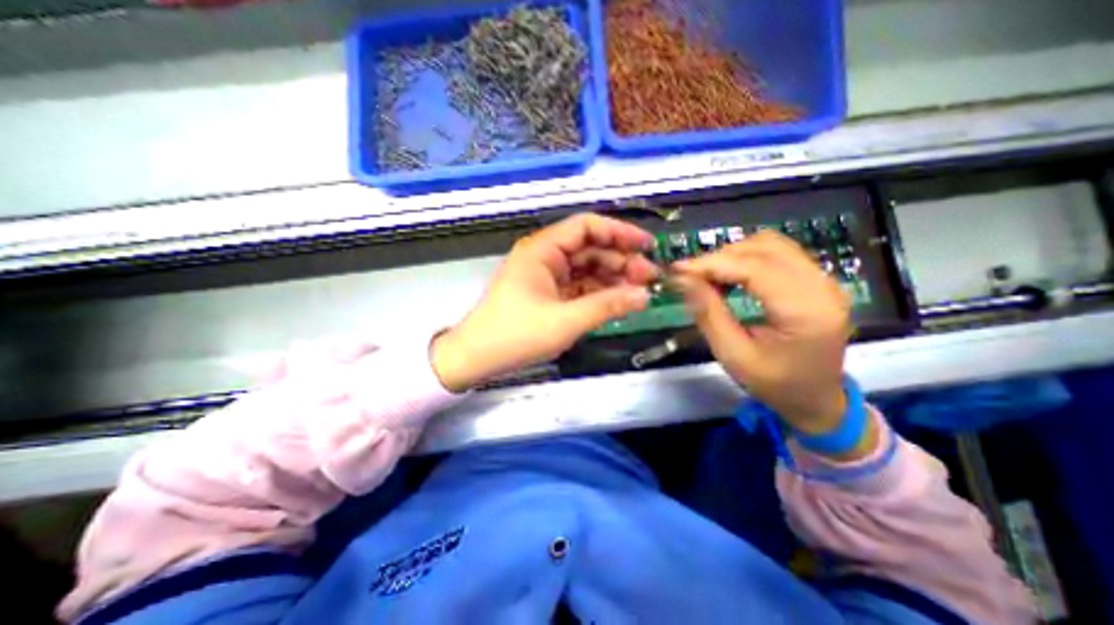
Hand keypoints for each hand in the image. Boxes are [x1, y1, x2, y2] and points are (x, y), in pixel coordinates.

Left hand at [428, 212, 653, 390]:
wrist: (477, 358)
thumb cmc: (515, 335)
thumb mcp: (565, 321)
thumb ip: (607, 306)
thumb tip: (644, 296)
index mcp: (542, 250)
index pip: (586, 226)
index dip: (619, 232)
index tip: (647, 246)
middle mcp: (545, 256)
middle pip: (590, 248)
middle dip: (621, 260)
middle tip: (650, 278)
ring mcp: (547, 276)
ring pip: (587, 268)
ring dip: (613, 278)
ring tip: (639, 292)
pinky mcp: (549, 294)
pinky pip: (580, 287)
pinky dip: (599, 292)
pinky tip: (618, 301)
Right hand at [670, 232, 854, 435]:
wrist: (816, 399)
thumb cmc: (774, 384)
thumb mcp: (733, 355)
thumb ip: (708, 313)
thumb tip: (683, 280)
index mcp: (806, 312)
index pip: (755, 269)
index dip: (712, 264)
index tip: (678, 269)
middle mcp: (823, 287)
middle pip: (764, 249)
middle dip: (719, 258)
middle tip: (690, 276)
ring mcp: (824, 280)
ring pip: (771, 244)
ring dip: (733, 255)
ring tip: (708, 276)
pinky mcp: (818, 279)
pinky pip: (778, 252)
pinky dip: (747, 257)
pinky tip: (730, 274)